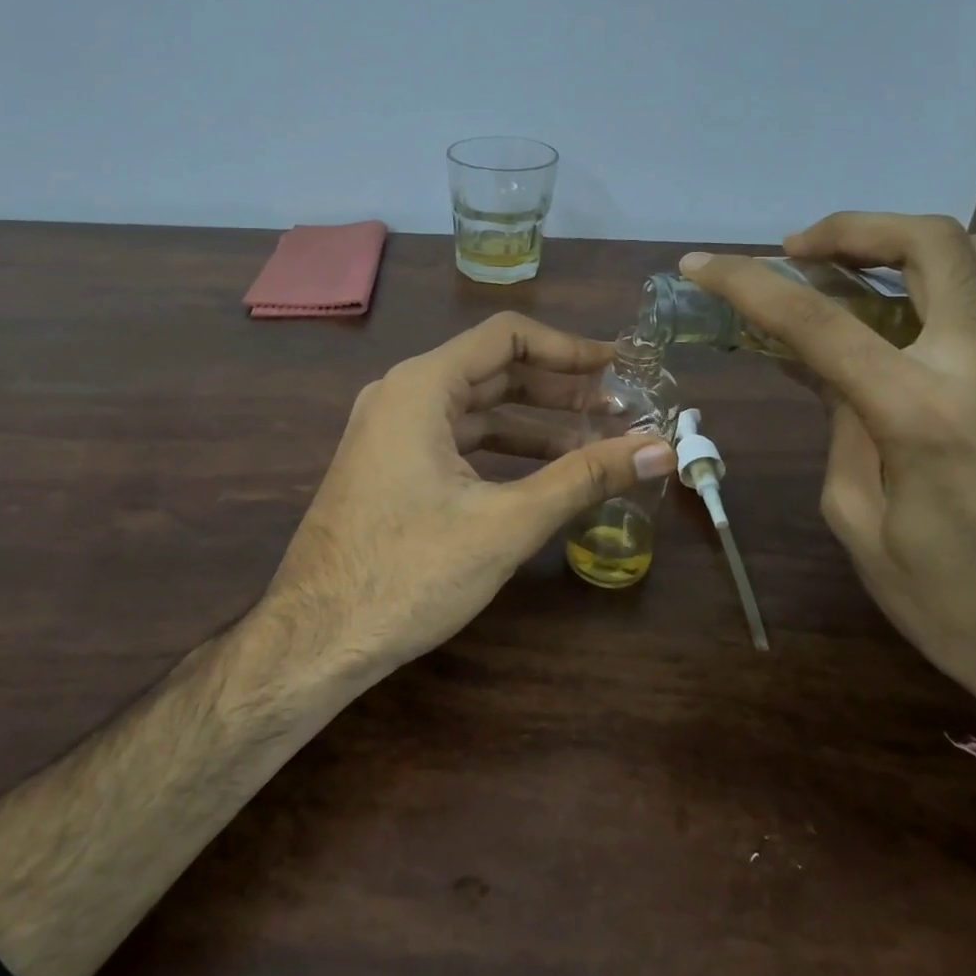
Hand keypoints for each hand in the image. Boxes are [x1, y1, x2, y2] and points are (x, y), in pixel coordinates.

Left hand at [266, 312, 675, 677]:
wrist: (315, 639)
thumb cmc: (408, 572)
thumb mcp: (506, 523)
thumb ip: (584, 477)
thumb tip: (660, 449)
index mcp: (421, 386)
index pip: (507, 337)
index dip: (568, 347)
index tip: (618, 367)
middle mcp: (401, 394)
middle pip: (493, 370)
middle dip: (558, 388)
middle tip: (619, 407)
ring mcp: (390, 431)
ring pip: (476, 409)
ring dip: (534, 422)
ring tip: (596, 442)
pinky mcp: (389, 465)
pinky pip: (455, 440)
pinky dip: (502, 449)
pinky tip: (544, 472)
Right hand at [680, 213, 975, 701]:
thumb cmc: (944, 597)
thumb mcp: (855, 516)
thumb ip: (840, 424)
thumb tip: (833, 370)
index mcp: (917, 412)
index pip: (815, 321)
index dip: (747, 283)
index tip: (701, 264)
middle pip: (923, 245)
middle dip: (847, 229)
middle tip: (799, 250)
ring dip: (909, 239)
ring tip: (864, 260)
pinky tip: (954, 277)